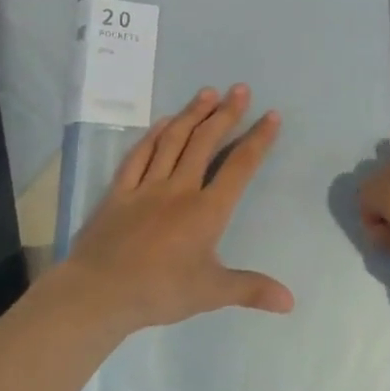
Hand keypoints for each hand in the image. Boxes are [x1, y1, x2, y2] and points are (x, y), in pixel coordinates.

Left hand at [64, 85, 292, 331]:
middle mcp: (180, 188)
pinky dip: (153, 136)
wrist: (99, 293)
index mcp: (207, 210)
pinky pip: (139, 155)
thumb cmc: (159, 291)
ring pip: (174, 141)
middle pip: (206, 142)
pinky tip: (164, 122)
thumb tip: (290, 301)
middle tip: (240, 89)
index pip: (239, 166)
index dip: (258, 139)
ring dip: (192, 114)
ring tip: (207, 93)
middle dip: (226, 114)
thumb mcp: (211, 293)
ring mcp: (147, 186)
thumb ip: (251, 290)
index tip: (271, 115)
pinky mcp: (120, 191)